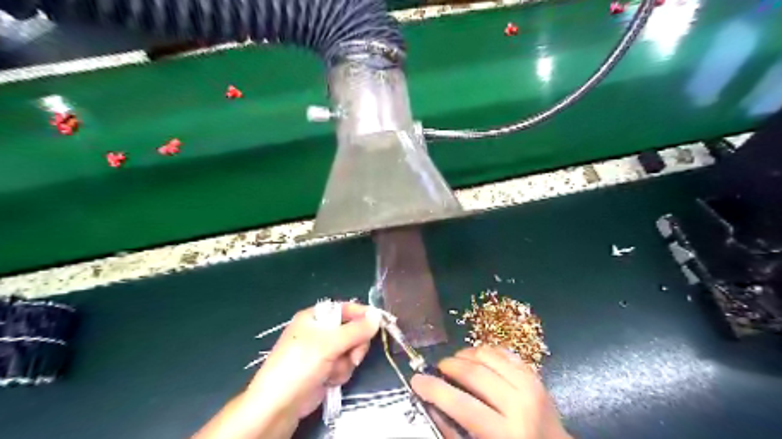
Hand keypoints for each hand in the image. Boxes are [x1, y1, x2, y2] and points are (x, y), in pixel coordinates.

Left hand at [243, 303, 379, 419]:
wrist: (279, 405)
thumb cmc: (301, 364)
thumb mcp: (330, 343)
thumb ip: (356, 329)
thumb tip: (378, 315)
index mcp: (315, 317)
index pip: (345, 308)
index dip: (362, 314)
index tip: (378, 322)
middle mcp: (320, 331)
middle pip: (352, 330)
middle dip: (354, 344)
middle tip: (353, 354)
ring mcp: (323, 351)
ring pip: (351, 350)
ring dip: (346, 362)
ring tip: (332, 370)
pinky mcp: (325, 369)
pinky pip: (344, 364)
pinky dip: (340, 372)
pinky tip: (329, 379)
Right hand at [411, 347, 572, 438]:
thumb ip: (454, 431)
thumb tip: (430, 403)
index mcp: (505, 433)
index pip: (462, 405)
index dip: (434, 389)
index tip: (416, 379)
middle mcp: (520, 406)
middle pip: (474, 373)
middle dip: (449, 366)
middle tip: (437, 368)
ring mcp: (530, 386)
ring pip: (488, 355)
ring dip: (465, 354)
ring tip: (455, 362)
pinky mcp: (534, 374)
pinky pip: (503, 352)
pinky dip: (484, 351)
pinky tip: (476, 359)